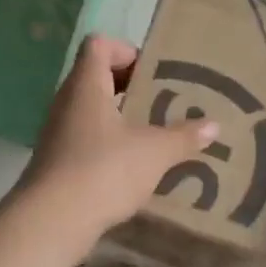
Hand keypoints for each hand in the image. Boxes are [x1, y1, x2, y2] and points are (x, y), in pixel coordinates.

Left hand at [20, 36, 216, 245]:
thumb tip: (214, 125)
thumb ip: (183, 136)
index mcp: (86, 86)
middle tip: (162, 102)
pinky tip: (132, 167)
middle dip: (130, 86)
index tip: (153, 73)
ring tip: (153, 134)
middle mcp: (67, 102)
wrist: (52, 221)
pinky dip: (108, 145)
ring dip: (120, 118)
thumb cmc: (104, 170)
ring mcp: (58, 133)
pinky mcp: (56, 162)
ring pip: (91, 111)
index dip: (126, 49)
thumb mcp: (154, 152)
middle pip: (95, 77)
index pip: (99, 45)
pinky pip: (85, 140)